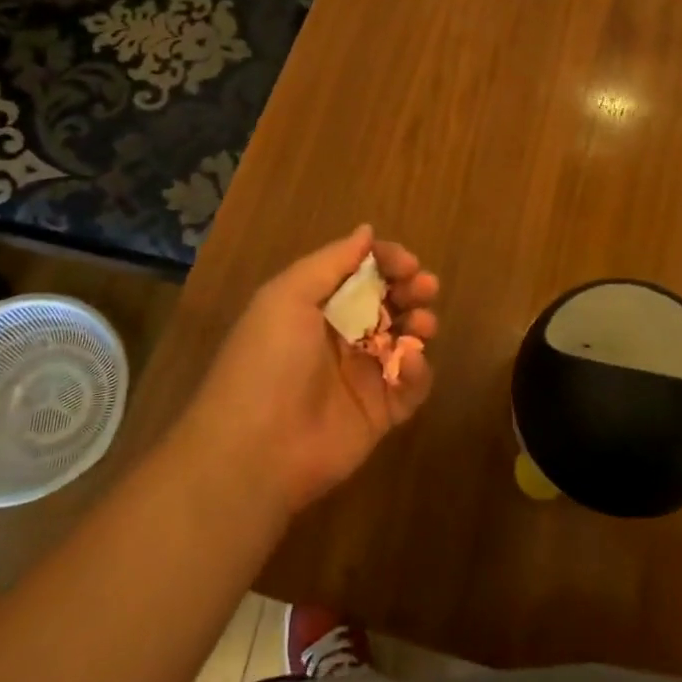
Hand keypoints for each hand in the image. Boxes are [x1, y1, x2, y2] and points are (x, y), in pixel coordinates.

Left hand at [183, 225, 440, 515]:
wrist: (256, 449)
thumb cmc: (269, 361)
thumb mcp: (288, 296)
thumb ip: (332, 261)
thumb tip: (366, 231)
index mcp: (316, 306)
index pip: (361, 273)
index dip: (387, 262)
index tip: (407, 263)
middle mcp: (341, 337)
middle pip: (389, 303)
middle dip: (411, 289)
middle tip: (425, 288)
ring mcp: (363, 376)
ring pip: (406, 340)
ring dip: (421, 324)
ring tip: (423, 325)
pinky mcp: (381, 413)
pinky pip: (411, 385)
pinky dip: (418, 370)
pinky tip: (409, 363)